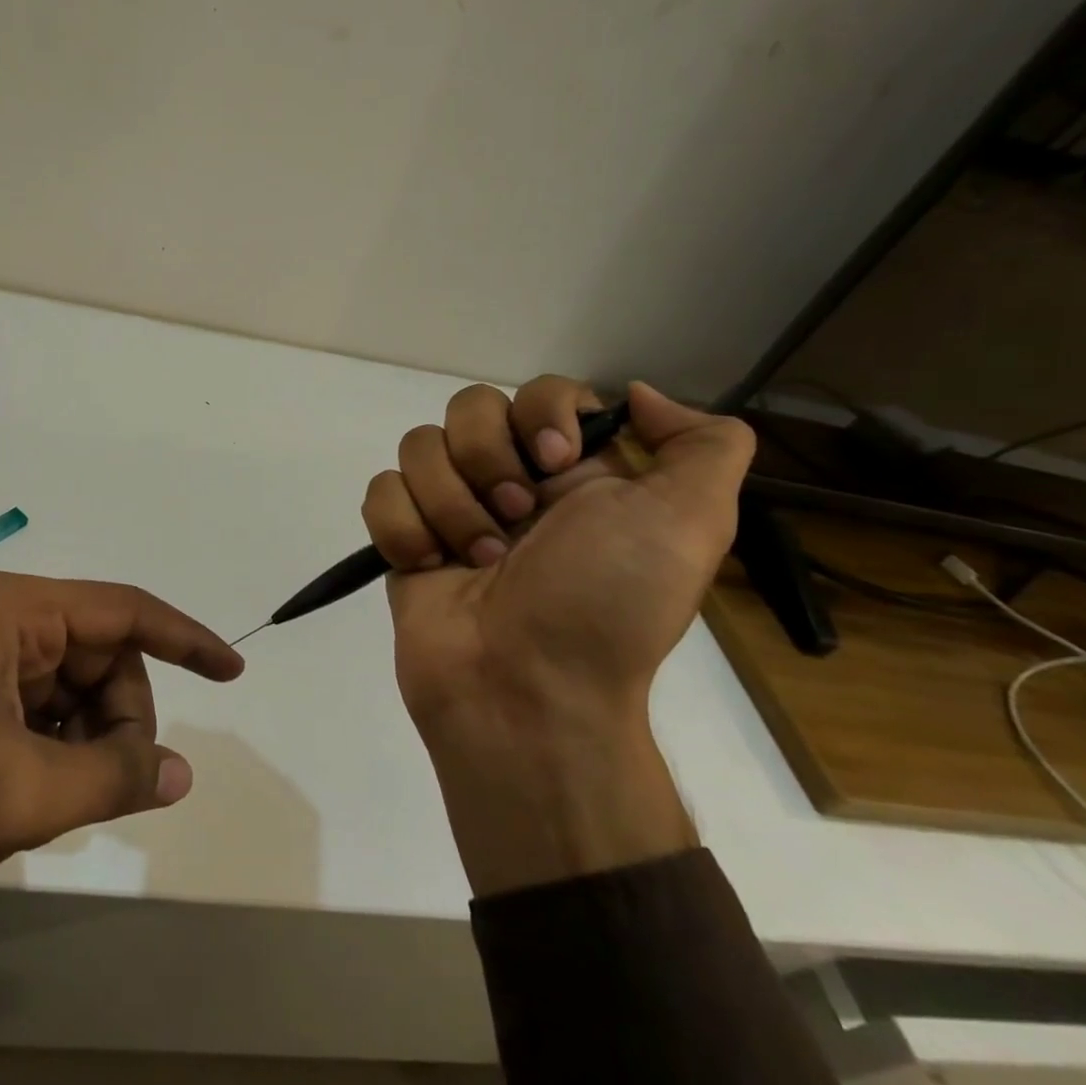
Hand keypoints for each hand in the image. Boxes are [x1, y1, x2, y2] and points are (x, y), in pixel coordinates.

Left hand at [0, 572, 243, 1015]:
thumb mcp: (14, 794)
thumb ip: (109, 777)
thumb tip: (180, 774)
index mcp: (14, 613)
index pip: (124, 612)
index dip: (185, 640)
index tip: (232, 672)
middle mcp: (1, 622)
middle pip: (100, 659)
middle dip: (121, 719)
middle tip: (111, 788)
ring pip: (71, 693)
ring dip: (85, 743)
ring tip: (57, 801)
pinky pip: (38, 714)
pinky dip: (55, 753)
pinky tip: (33, 797)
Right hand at [361, 378, 753, 895]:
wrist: (526, 693)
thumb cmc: (606, 606)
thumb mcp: (691, 525)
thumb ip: (704, 446)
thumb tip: (639, 394)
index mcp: (573, 470)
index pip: (542, 391)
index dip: (541, 414)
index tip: (555, 464)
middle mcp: (510, 478)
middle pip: (469, 407)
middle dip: (487, 461)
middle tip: (516, 521)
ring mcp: (450, 507)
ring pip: (418, 445)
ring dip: (449, 504)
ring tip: (477, 560)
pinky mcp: (404, 537)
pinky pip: (381, 490)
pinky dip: (403, 527)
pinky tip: (430, 567)